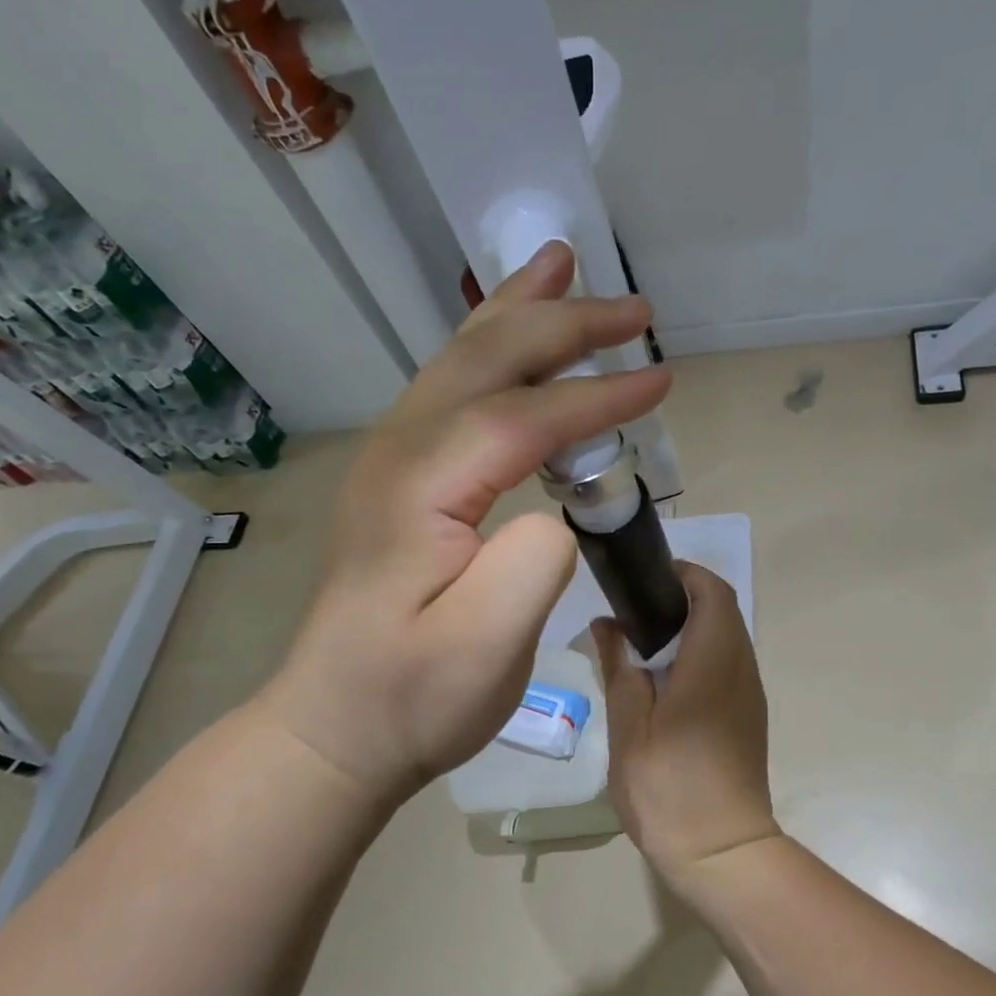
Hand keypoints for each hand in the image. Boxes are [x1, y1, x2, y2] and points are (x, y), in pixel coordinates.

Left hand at [253, 242, 669, 818]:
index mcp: (420, 486)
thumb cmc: (410, 700)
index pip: (522, 417)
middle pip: (487, 360)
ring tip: (563, 267)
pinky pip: (453, 391)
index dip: (596, 395)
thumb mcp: (483, 651)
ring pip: (461, 361)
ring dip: (520, 314)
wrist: (334, 728)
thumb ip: (533, 566)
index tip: (661, 383)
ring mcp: (392, 462)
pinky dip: (494, 351)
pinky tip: (512, 341)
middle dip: (566, 325)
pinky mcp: (400, 481)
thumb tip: (560, 510)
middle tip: (634, 311)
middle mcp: (399, 453)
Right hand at [592, 562, 779, 893]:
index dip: (684, 574)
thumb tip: (607, 625)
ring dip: (693, 627)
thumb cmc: (669, 788)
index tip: (645, 578)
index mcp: (713, 661)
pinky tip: (665, 679)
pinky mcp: (749, 716)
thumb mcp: (629, 726)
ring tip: (643, 642)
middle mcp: (741, 668)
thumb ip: (620, 668)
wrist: (722, 852)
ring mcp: (750, 694)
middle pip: (723, 610)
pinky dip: (701, 654)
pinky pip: (729, 664)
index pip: (713, 591)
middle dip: (684, 597)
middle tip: (634, 609)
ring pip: (728, 637)